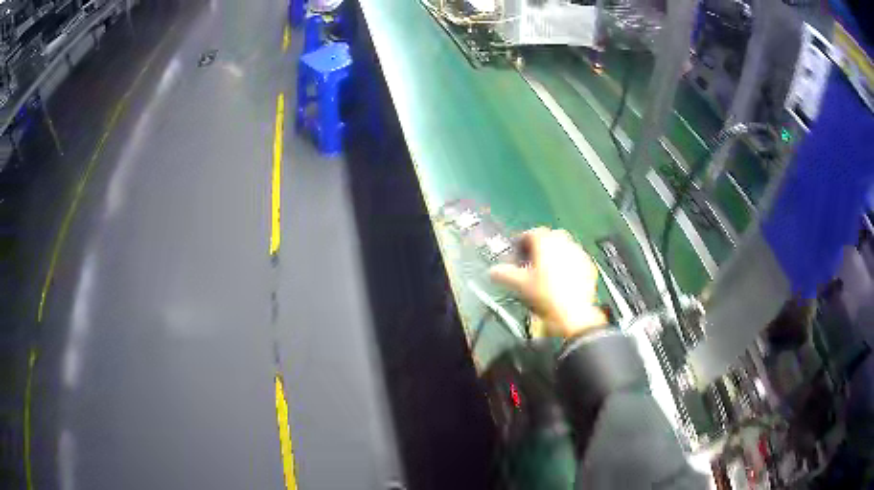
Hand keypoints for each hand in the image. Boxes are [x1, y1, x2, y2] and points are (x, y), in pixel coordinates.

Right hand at [489, 228, 607, 337]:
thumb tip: (493, 271)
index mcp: (546, 241)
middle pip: (550, 237)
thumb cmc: (544, 295)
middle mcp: (564, 241)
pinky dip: (567, 265)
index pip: (531, 233)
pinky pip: (575, 260)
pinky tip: (562, 281)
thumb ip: (504, 274)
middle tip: (531, 262)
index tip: (516, 255)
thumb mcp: (520, 285)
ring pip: (564, 247)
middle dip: (540, 247)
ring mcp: (579, 253)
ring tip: (546, 273)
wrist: (573, 314)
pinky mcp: (589, 266)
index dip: (521, 243)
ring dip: (555, 255)